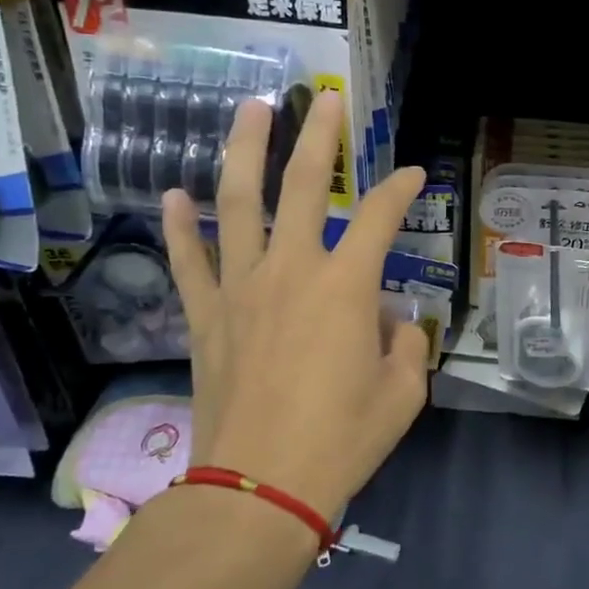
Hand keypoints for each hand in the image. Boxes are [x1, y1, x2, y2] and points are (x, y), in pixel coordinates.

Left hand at [162, 90, 428, 520]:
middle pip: (304, 185)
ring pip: (239, 204)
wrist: (260, 488)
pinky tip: (174, 195)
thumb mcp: (402, 393)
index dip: (401, 190)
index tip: (414, 174)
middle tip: (326, 99)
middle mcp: (291, 271)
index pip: (381, 218)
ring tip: (250, 110)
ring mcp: (240, 289)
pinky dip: (179, 227)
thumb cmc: (342, 440)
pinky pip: (188, 261)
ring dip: (244, 152)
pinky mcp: (206, 316)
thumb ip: (405, 345)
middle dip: (319, 137)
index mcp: (346, 287)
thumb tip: (390, 322)